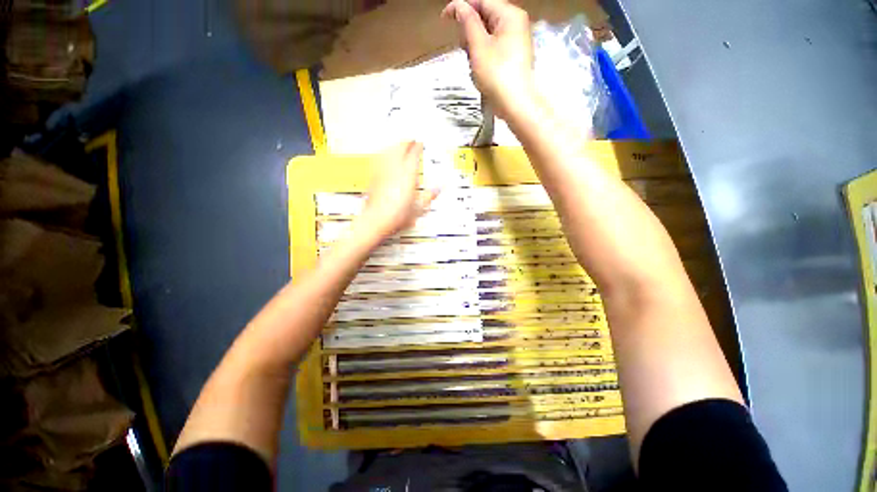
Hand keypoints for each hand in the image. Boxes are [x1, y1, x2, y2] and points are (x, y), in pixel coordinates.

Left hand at [358, 141, 438, 238]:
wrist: (377, 219)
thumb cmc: (396, 215)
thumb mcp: (419, 208)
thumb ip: (429, 197)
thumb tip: (437, 190)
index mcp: (408, 175)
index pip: (414, 154)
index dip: (418, 147)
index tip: (420, 144)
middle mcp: (394, 170)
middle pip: (399, 148)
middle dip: (406, 142)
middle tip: (411, 141)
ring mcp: (382, 172)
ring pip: (388, 151)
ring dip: (394, 146)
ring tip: (398, 144)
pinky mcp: (374, 177)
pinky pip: (379, 159)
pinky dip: (384, 154)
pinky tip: (383, 154)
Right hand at [442, 0, 537, 119]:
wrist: (515, 104)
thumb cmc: (497, 74)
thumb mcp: (478, 46)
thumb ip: (468, 22)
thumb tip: (459, 6)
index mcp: (509, 15)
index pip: (481, 1)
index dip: (461, 8)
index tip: (445, 19)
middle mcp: (516, 24)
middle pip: (485, 18)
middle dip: (470, 32)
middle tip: (464, 50)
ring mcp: (516, 42)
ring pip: (488, 36)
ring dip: (475, 48)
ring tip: (474, 65)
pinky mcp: (513, 59)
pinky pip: (493, 50)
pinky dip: (483, 57)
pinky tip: (481, 71)